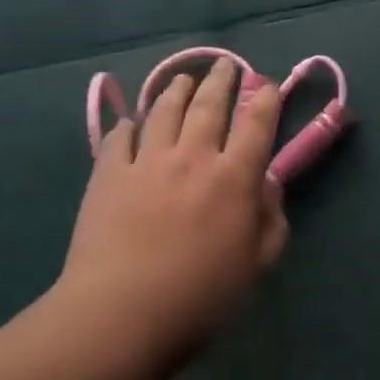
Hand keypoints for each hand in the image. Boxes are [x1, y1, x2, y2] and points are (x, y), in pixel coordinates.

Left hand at [56, 58, 287, 359]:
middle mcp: (193, 156)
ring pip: (164, 110)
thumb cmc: (199, 297)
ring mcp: (147, 161)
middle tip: (226, 64)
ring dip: (177, 90)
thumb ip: (271, 220)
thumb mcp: (256, 265)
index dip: (265, 99)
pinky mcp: (108, 174)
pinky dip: (130, 125)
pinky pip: (120, 137)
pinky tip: (132, 123)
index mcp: (234, 178)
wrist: (120, 315)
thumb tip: (269, 185)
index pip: (256, 124)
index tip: (267, 86)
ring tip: (184, 80)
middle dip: (222, 79)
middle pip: (210, 104)